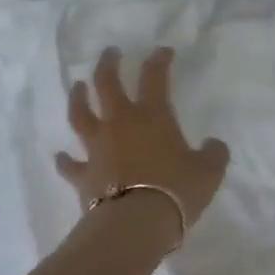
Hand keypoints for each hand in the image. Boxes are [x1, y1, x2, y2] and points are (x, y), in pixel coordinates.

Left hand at [56, 46, 230, 243]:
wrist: (136, 223)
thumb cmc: (176, 190)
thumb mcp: (209, 171)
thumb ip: (213, 154)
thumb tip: (214, 144)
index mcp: (152, 116)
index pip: (155, 77)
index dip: (159, 60)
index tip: (163, 51)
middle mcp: (120, 124)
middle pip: (107, 84)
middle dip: (109, 64)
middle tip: (110, 52)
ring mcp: (97, 148)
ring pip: (81, 115)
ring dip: (78, 98)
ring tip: (78, 86)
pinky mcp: (83, 175)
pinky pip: (70, 165)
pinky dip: (65, 160)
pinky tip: (61, 157)